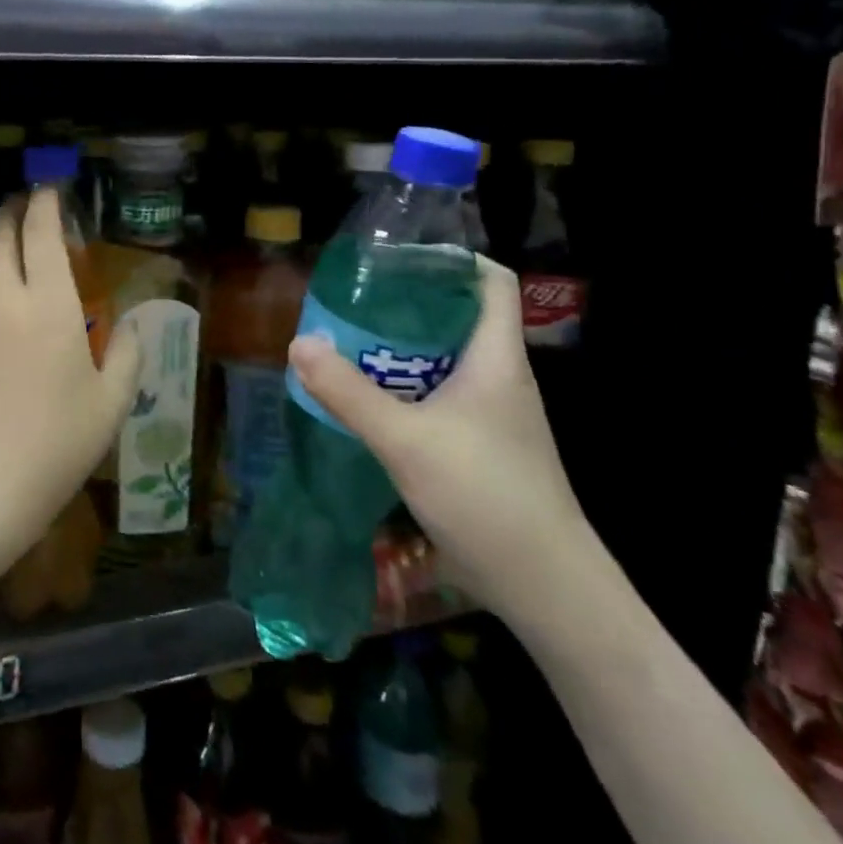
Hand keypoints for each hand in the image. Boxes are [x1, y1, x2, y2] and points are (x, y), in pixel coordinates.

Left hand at [0, 189, 142, 561]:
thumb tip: (134, 325)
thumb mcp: (110, 405)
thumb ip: (127, 356)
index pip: (41, 234)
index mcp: (50, 306)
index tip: (51, 191)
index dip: (45, 205)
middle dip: (12, 211)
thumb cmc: (55, 446)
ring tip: (3, 234)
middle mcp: (4, 298)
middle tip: (26, 206)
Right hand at [287, 257, 593, 622]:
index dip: (450, 259)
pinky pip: (437, 396)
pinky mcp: (479, 444)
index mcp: (496, 358)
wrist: (544, 586)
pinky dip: (402, 388)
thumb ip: (348, 392)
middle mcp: (498, 377)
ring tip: (347, 344)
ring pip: (442, 360)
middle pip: (456, 317)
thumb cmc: (485, 495)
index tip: (396, 257)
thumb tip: (299, 342)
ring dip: (398, 350)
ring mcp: (491, 414)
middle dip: (404, 304)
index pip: (491, 281)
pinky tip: (366, 400)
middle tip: (351, 301)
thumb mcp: (405, 439)